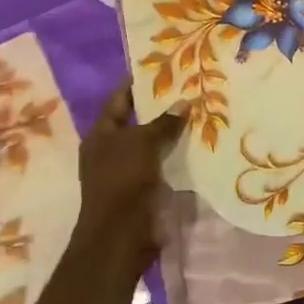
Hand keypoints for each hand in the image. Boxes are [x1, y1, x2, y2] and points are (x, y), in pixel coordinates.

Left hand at [67, 87, 185, 277]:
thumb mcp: (142, 144)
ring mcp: (127, 172)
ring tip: (202, 115)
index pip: (119, 100)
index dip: (137, 83)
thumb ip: (164, 123)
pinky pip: (163, 165)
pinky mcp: (144, 190)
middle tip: (191, 91)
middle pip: (138, 122)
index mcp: (101, 135)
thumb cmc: (123, 181)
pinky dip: (178, 156)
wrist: (121, 235)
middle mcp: (111, 150)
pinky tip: (200, 148)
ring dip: (173, 134)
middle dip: (162, 109)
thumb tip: (184, 102)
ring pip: (153, 145)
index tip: (163, 68)